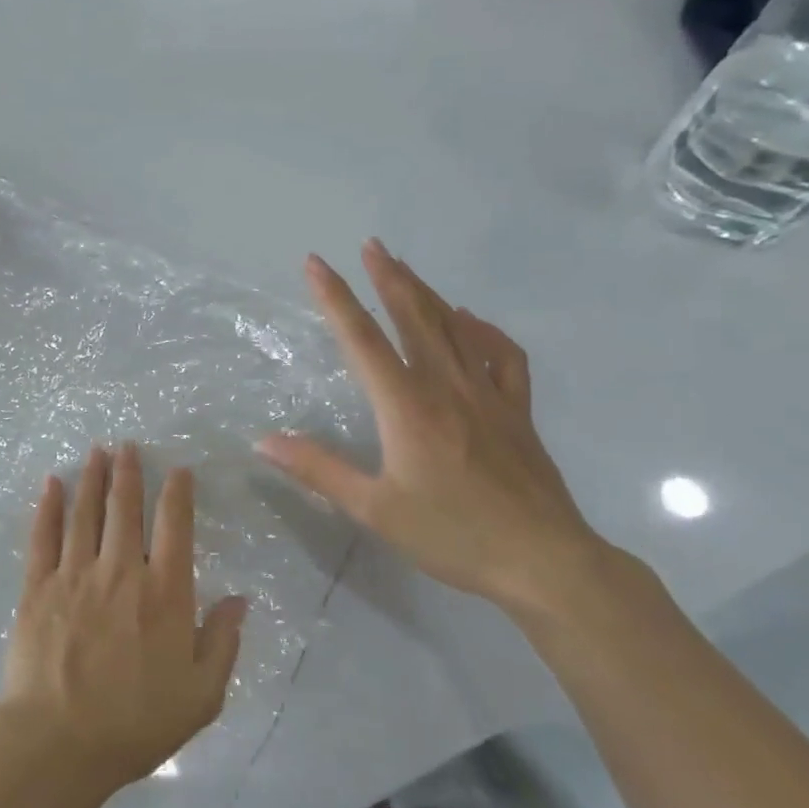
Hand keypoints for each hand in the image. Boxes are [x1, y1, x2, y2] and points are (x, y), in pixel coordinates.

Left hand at [0, 444, 246, 791]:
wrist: (59, 740)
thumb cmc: (136, 723)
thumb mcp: (201, 695)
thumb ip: (222, 642)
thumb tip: (239, 599)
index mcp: (164, 593)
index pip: (175, 528)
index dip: (178, 493)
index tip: (178, 470)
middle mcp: (121, 571)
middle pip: (126, 508)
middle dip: (129, 472)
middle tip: (128, 445)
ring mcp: (75, 574)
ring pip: (86, 513)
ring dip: (93, 479)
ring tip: (97, 451)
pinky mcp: (37, 587)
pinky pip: (43, 536)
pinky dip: (48, 506)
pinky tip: (52, 484)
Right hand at [257, 242, 612, 621]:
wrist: (544, 562)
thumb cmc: (452, 536)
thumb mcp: (374, 509)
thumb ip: (318, 470)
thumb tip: (264, 442)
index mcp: (407, 407)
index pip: (361, 340)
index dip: (335, 298)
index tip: (315, 263)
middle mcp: (446, 388)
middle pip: (413, 318)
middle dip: (389, 278)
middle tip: (371, 245)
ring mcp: (488, 396)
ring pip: (456, 329)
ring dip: (427, 294)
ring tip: (406, 269)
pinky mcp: (516, 412)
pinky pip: (503, 357)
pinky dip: (485, 331)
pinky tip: (472, 322)